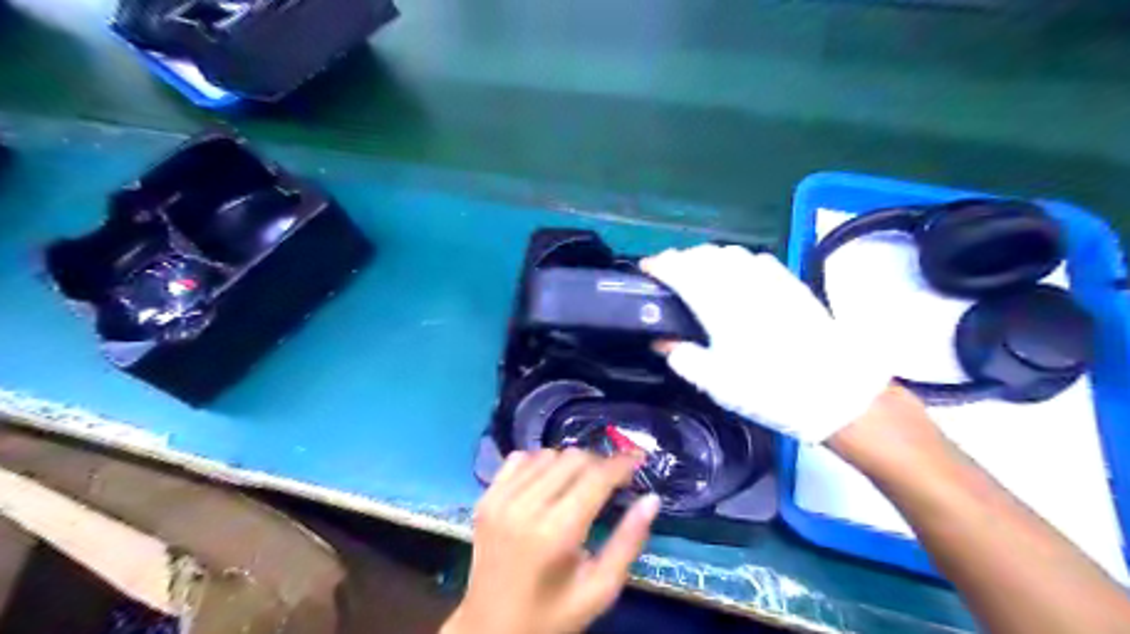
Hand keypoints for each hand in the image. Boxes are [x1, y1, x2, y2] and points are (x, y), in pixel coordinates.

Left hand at [446, 448, 662, 633]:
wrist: (489, 629)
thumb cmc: (552, 616)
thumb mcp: (600, 590)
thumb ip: (628, 542)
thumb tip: (651, 499)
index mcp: (556, 532)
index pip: (596, 477)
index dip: (621, 463)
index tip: (639, 459)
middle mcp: (524, 506)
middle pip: (572, 458)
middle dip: (599, 463)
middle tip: (612, 481)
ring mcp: (500, 499)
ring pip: (548, 454)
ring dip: (570, 463)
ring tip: (581, 484)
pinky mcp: (485, 498)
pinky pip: (519, 459)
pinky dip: (540, 463)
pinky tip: (548, 483)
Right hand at [644, 244, 892, 443]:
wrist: (834, 390)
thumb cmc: (768, 389)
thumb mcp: (715, 383)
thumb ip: (682, 357)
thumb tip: (661, 342)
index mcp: (717, 303)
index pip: (679, 269)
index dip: (658, 264)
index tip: (645, 269)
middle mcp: (740, 281)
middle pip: (702, 255)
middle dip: (679, 258)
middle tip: (668, 274)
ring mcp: (769, 278)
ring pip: (729, 252)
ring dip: (706, 257)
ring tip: (698, 272)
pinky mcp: (790, 283)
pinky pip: (755, 258)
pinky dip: (736, 260)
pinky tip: (737, 275)